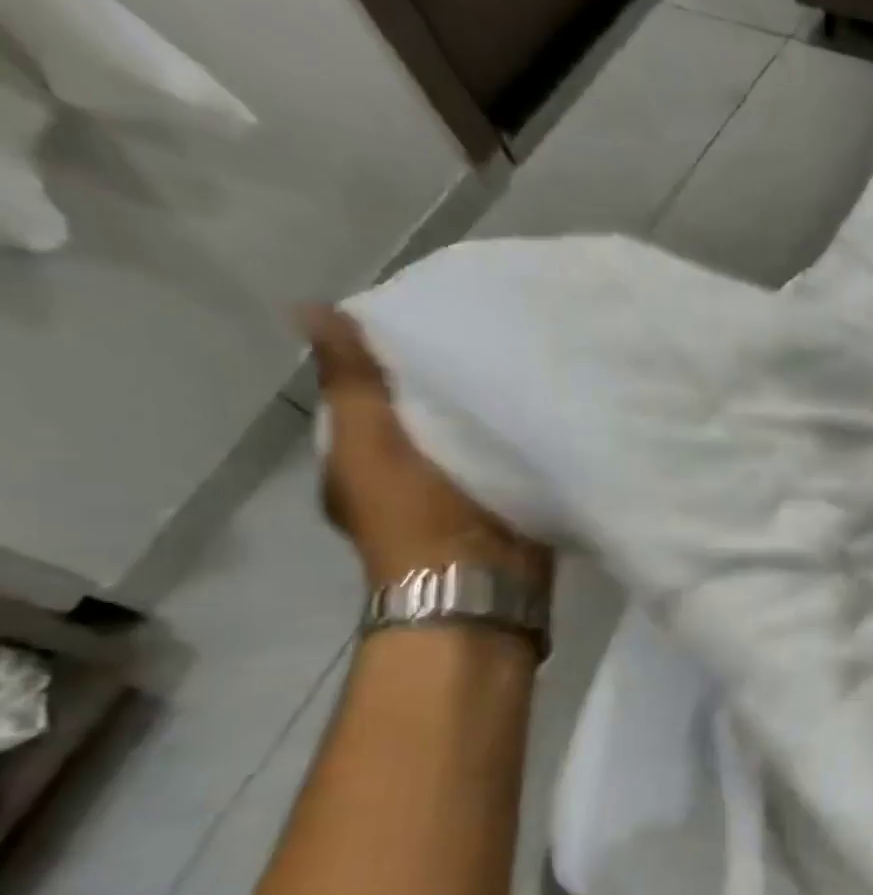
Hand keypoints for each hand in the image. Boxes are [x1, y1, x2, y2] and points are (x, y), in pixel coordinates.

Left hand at [302, 306, 551, 590]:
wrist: (481, 586)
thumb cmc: (418, 516)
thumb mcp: (373, 442)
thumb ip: (354, 384)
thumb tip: (312, 309)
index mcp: (359, 458)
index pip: (371, 394)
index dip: (392, 359)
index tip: (431, 323)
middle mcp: (404, 474)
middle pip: (424, 414)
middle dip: (447, 383)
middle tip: (486, 338)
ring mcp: (456, 493)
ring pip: (468, 436)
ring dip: (486, 412)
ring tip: (519, 365)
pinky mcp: (503, 503)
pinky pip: (507, 459)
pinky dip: (516, 439)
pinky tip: (538, 412)